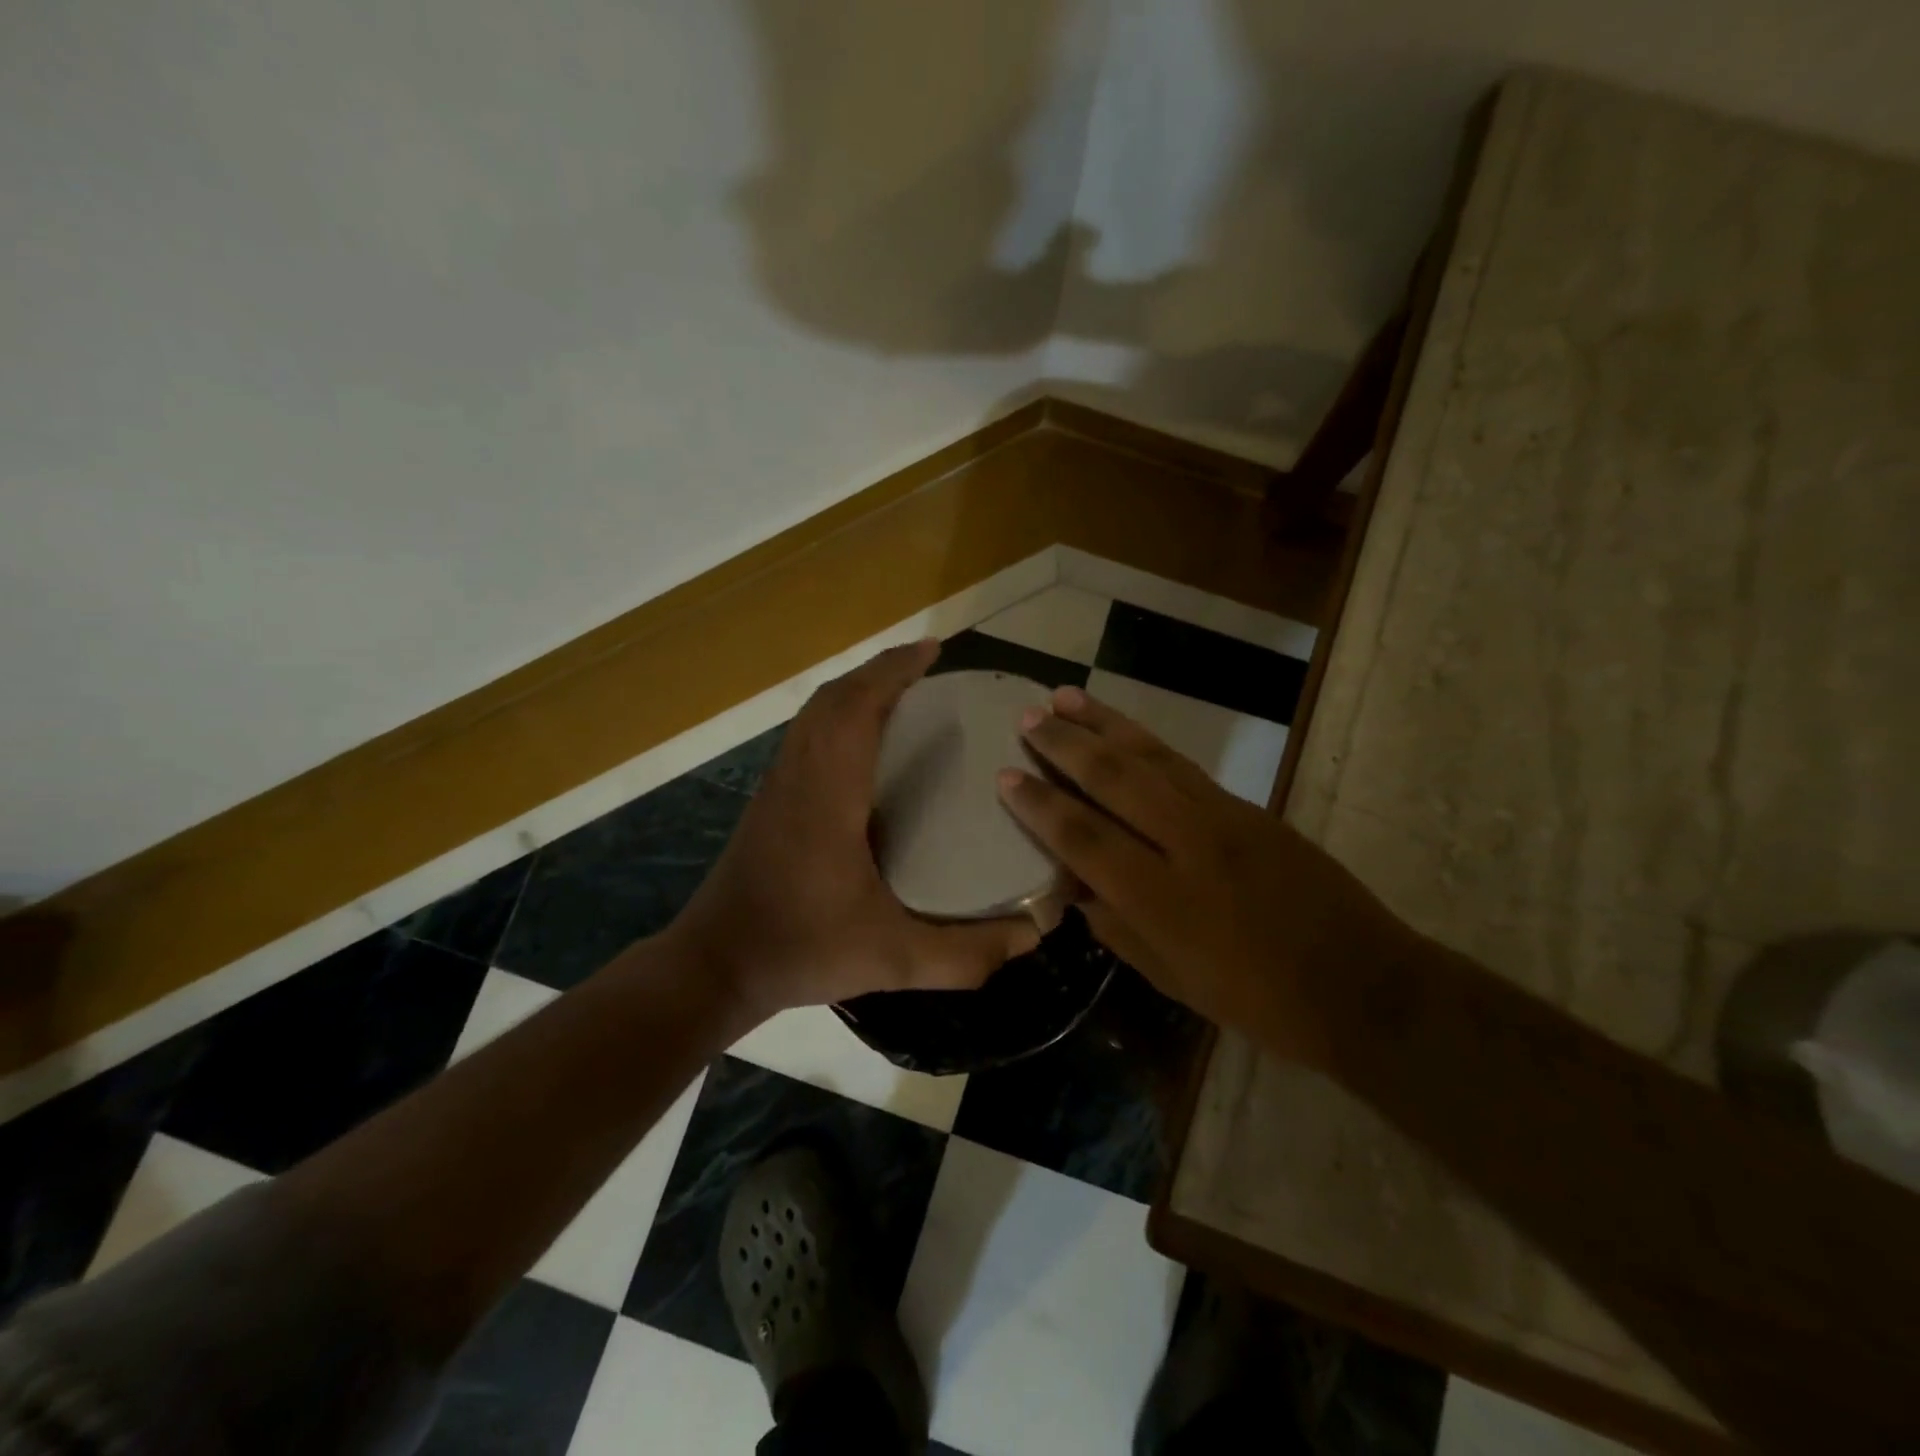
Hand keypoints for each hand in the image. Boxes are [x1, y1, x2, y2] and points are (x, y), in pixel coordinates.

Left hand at [670, 640, 1040, 1019]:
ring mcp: (777, 785)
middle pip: (833, 698)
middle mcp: (799, 775)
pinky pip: (804, 734)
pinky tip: (862, 742)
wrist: (716, 964)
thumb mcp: (892, 958)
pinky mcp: (768, 800)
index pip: (857, 708)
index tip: (932, 650)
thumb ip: (965, 953)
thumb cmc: (802, 949)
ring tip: (900, 693)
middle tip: (925, 669)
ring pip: (813, 714)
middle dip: (879, 671)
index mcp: (828, 794)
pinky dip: (835, 715)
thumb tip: (1032, 936)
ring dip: (855, 690)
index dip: (893, 670)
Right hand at [997, 686, 1406, 1063]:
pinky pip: (1183, 766)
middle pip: (1114, 780)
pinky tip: (1123, 728)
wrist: (1363, 984)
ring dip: (1104, 724)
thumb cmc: (1260, 1000)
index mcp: (1162, 900)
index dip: (1040, 806)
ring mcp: (1223, 818)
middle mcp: (1188, 844)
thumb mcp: (1175, 980)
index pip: (1084, 838)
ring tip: (1064, 697)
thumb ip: (1117, 930)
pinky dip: (1145, 741)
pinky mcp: (1248, 807)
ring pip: (1150, 757)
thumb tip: (1074, 889)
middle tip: (1027, 718)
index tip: (1005, 776)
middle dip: (1065, 745)